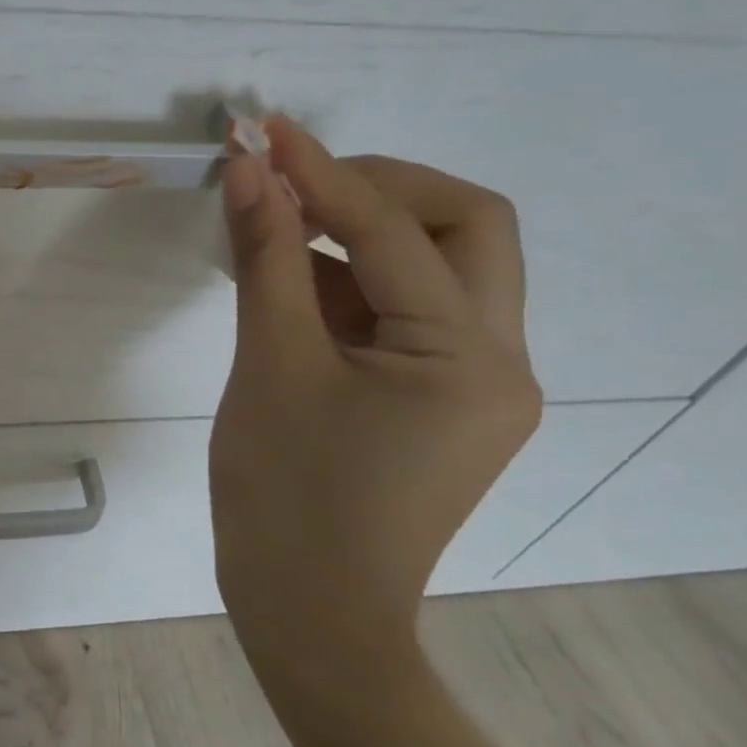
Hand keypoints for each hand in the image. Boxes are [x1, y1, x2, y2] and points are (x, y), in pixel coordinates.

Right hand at [209, 117, 541, 684]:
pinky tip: (290, 279)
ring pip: (437, 266)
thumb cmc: (286, 496)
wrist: (310, 614)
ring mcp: (475, 381)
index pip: (395, 232)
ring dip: (359, 232)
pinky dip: (350, 280)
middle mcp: (499, 360)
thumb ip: (265, 256)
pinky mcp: (440, 396)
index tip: (264, 132)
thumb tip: (247, 171)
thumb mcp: (270, 363)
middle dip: (378, 188)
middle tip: (295, 182)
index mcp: (470, 359)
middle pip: (464, 228)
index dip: (323, 174)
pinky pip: (405, 310)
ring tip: (277, 225)